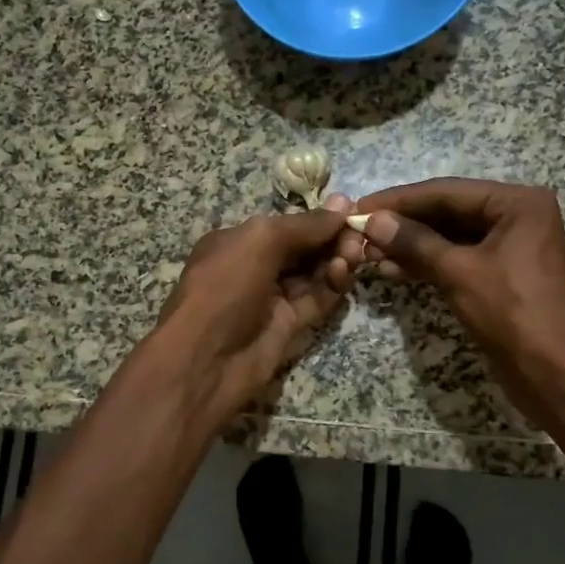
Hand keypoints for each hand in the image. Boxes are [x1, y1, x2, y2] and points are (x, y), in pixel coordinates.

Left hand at [152, 198, 355, 421]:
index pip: (286, 225)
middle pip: (302, 248)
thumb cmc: (225, 288)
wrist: (206, 361)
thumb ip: (303, 225)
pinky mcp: (287, 326)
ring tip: (354, 255)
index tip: (350, 211)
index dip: (317, 218)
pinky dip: (331, 287)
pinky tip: (344, 274)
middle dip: (330, 239)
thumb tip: (343, 203)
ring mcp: (271, 299)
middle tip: (358, 236)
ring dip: (335, 260)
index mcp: (238, 242)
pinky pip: (315, 301)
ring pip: (312, 274)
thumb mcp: (260, 242)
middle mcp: (254, 267)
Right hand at [353, 180, 564, 419]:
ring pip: (451, 237)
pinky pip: (459, 259)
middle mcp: (518, 217)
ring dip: (412, 245)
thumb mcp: (459, 272)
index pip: (447, 191)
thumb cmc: (512, 313)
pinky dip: (429, 264)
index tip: (360, 206)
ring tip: (369, 253)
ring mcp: (511, 248)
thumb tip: (374, 221)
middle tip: (360, 231)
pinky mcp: (502, 276)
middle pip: (449, 211)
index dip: (400, 200)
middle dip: (404, 224)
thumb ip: (415, 242)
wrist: (555, 374)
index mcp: (518, 203)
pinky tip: (394, 270)